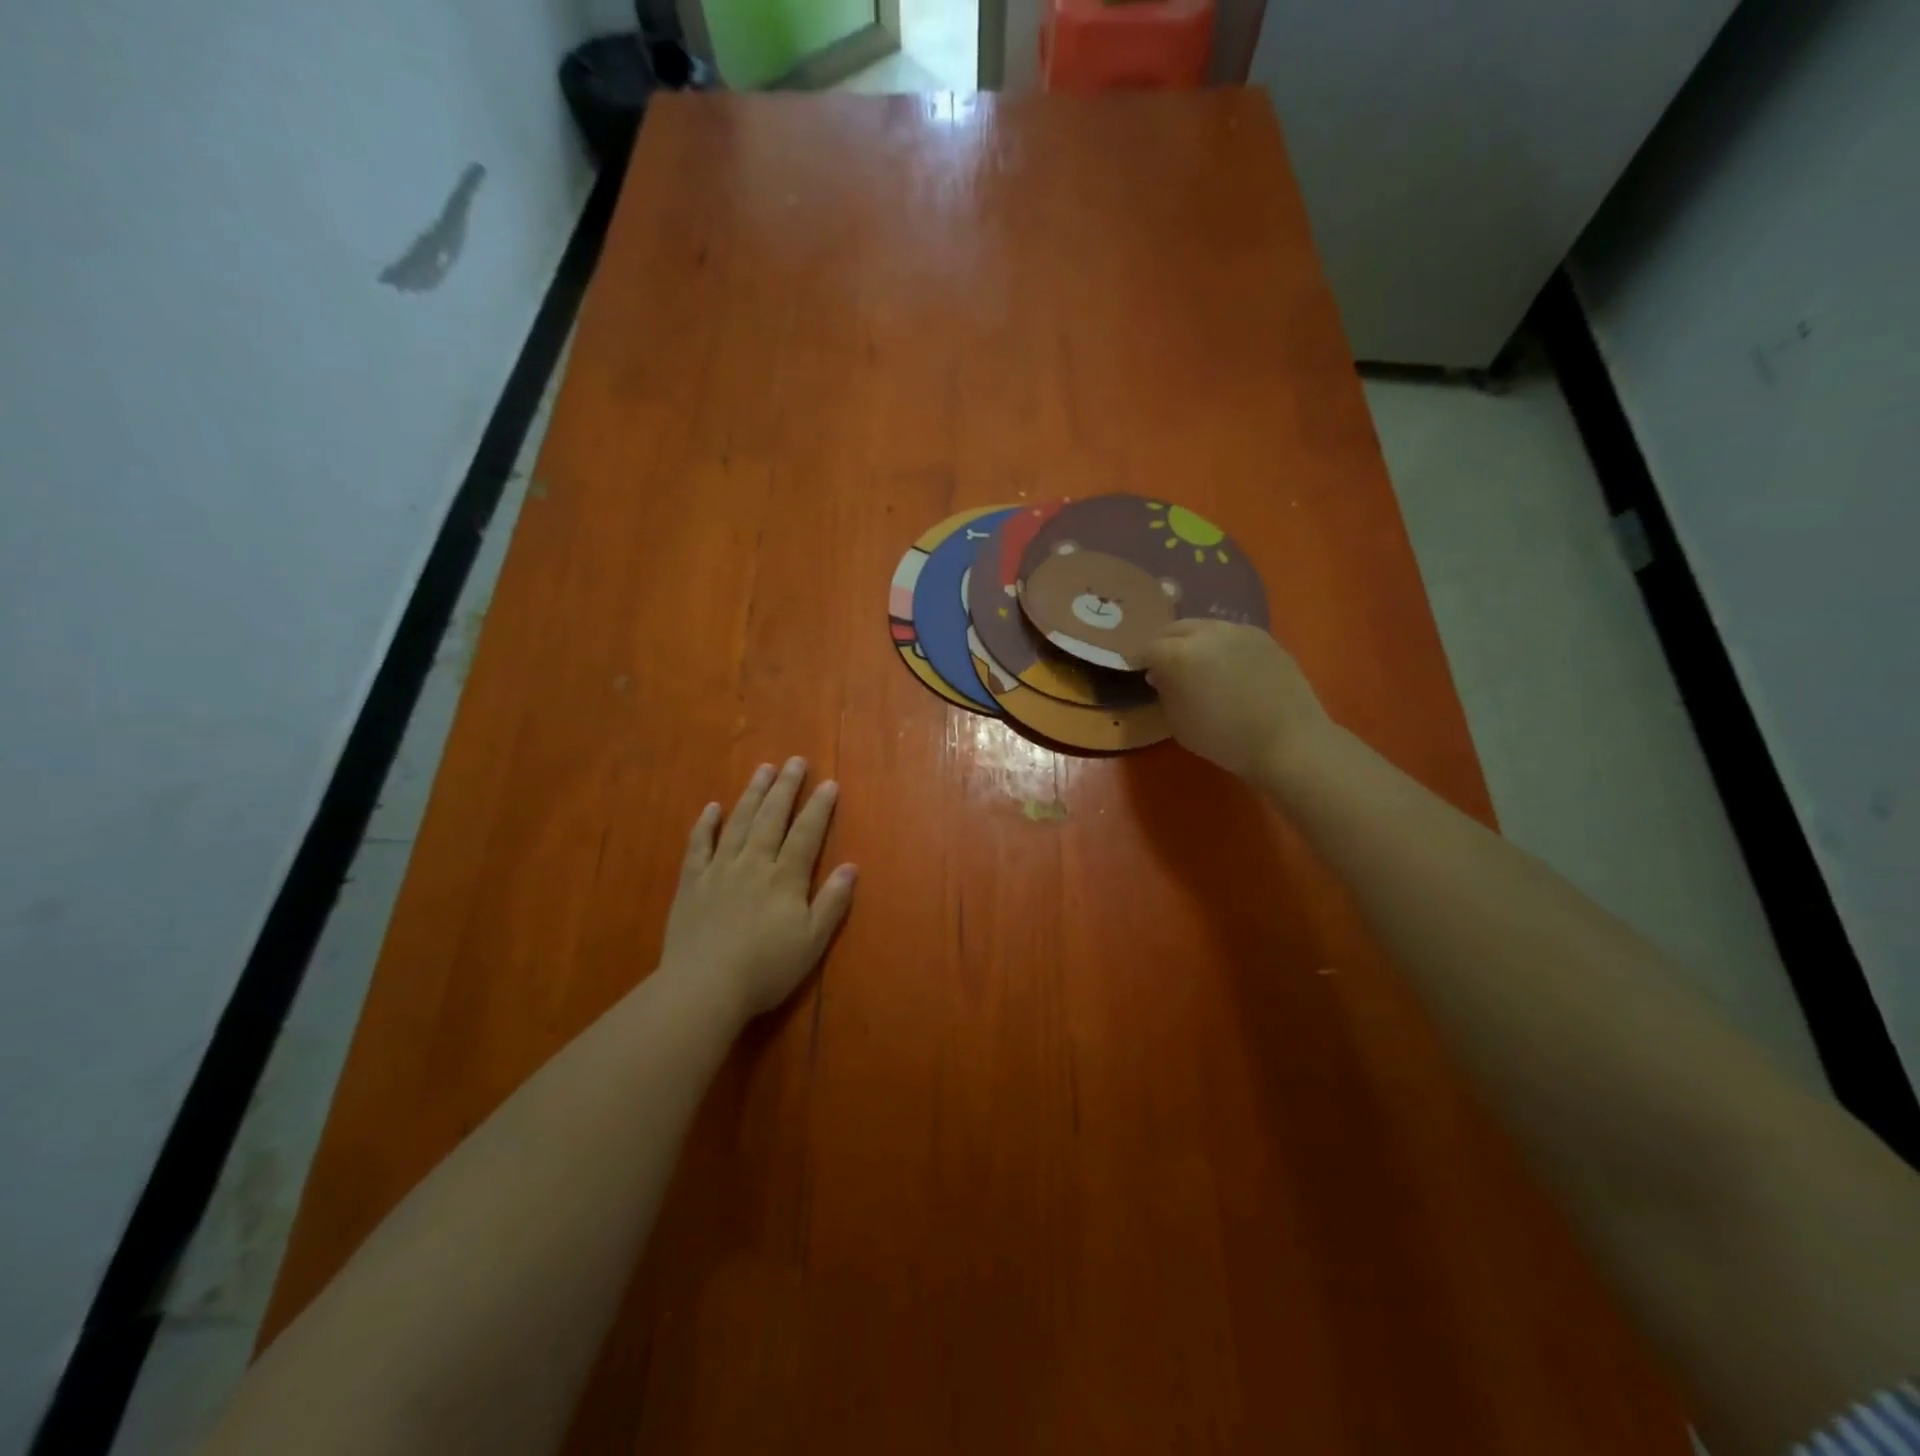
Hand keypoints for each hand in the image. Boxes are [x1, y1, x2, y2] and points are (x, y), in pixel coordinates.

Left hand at [659, 758, 856, 1020]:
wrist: (704, 987)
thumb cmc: (765, 969)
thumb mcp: (812, 942)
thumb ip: (832, 902)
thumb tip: (851, 866)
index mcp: (785, 878)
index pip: (806, 833)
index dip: (819, 807)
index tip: (828, 783)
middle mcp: (754, 863)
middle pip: (772, 818)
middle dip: (786, 788)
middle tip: (795, 761)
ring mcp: (719, 870)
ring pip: (738, 823)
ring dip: (752, 794)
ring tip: (763, 770)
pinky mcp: (691, 883)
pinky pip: (699, 846)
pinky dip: (706, 825)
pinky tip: (712, 807)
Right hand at [1140, 621, 1333, 785]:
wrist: (1289, 741)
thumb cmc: (1225, 739)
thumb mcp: (1178, 723)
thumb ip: (1165, 692)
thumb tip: (1161, 675)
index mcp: (1180, 654)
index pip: (1148, 647)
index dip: (1140, 660)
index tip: (1139, 673)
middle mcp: (1208, 632)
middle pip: (1174, 628)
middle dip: (1165, 644)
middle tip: (1163, 664)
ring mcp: (1240, 630)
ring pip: (1204, 627)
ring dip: (1193, 641)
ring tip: (1197, 664)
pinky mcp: (1265, 637)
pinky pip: (1232, 635)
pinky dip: (1221, 646)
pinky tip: (1228, 668)